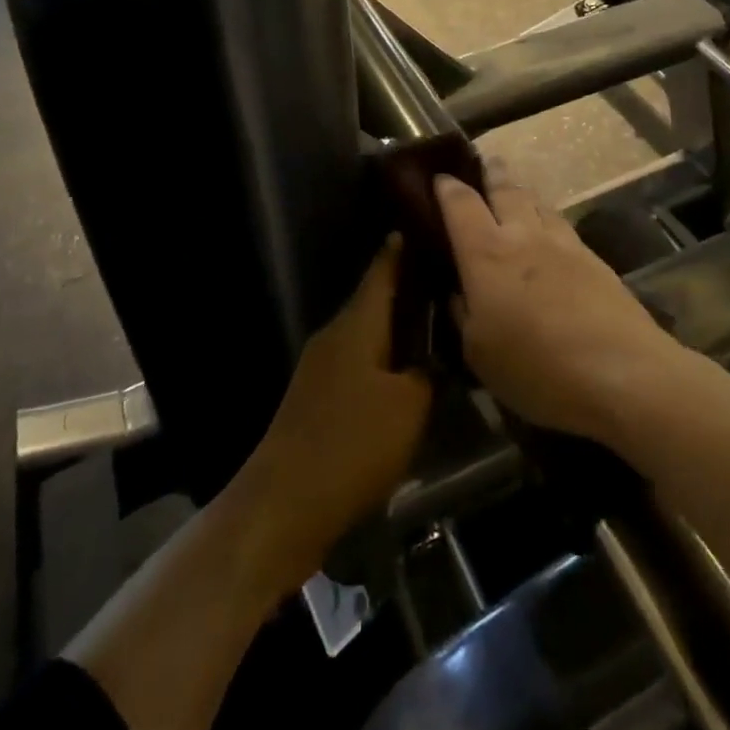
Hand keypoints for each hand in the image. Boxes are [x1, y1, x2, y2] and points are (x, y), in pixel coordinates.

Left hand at [228, 237, 431, 595]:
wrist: (284, 503)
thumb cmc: (352, 443)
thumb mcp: (409, 406)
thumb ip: (429, 373)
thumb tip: (436, 356)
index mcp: (356, 323)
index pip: (382, 270)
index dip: (401, 248)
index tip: (424, 226)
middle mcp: (335, 334)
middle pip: (374, 300)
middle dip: (407, 289)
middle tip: (446, 281)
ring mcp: (321, 366)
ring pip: (366, 333)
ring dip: (396, 326)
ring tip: (434, 324)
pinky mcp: (317, 397)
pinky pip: (357, 361)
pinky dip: (382, 357)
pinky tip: (405, 373)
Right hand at [435, 175, 680, 446]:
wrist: (622, 372)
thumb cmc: (537, 367)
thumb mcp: (479, 353)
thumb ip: (463, 314)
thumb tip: (458, 291)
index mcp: (486, 253)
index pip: (461, 204)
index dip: (446, 188)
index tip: (438, 177)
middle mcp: (523, 236)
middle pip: (505, 190)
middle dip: (491, 173)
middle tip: (484, 163)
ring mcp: (563, 243)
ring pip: (537, 202)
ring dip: (521, 192)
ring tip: (515, 191)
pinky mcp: (594, 258)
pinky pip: (561, 224)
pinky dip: (547, 217)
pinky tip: (549, 230)